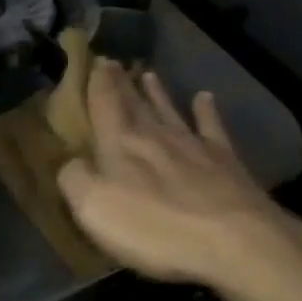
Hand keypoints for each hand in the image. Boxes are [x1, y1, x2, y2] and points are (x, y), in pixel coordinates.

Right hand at [57, 59, 301, 289]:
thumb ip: (74, 178)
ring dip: (157, 93)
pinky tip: (205, 98)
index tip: (96, 59)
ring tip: (148, 74)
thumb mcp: (93, 207)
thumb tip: (69, 162)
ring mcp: (193, 145)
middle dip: (122, 83)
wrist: (232, 240)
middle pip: (135, 104)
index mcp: (120, 144)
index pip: (105, 103)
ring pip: (170, 111)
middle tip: (114, 62)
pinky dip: (206, 111)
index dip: (98, 82)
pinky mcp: (225, 161)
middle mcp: (155, 135)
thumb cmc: (154, 227)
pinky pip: (212, 127)